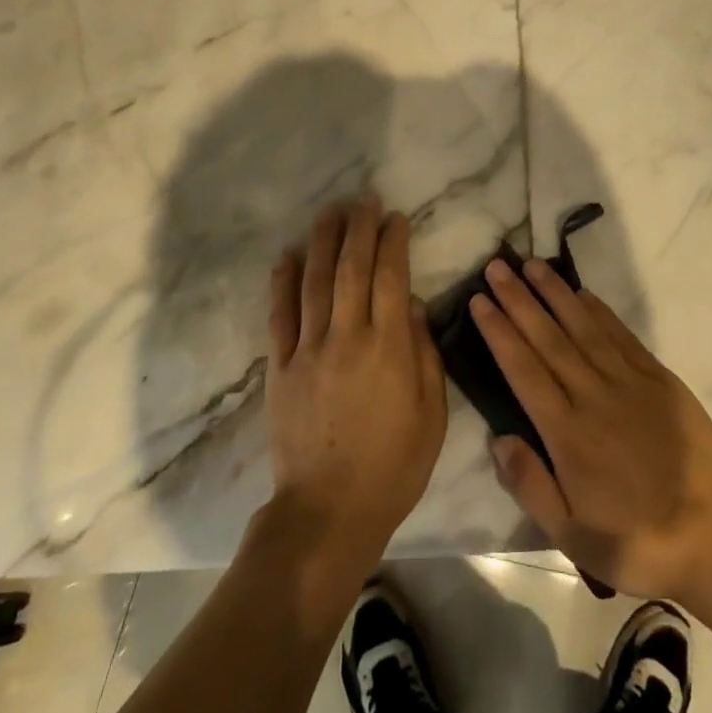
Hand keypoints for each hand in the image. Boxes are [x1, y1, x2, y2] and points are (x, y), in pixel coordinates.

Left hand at [264, 198, 447, 569]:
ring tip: (330, 212)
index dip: (393, 242)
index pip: (392, 277)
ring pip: (314, 282)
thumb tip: (414, 306)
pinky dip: (282, 282)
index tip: (395, 217)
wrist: (328, 512)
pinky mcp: (279, 367)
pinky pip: (279, 315)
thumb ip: (424, 355)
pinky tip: (287, 256)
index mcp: (388, 347)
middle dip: (359, 229)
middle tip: (363, 200)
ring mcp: (308, 349)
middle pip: (351, 269)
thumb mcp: (432, 415)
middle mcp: (347, 337)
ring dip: (322, 242)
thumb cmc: (392, 466)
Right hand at [471, 257, 711, 601]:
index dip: (499, 332)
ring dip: (555, 294)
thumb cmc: (636, 542)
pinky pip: (622, 336)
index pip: (523, 370)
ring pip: (583, 328)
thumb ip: (531, 485)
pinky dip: (599, 311)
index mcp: (568, 434)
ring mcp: (629, 383)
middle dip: (518, 300)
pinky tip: (581, 293)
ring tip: (531, 265)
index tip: (479, 301)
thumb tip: (498, 437)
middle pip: (548, 339)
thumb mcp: (573, 536)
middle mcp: (593, 397)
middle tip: (496, 267)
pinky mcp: (660, 379)